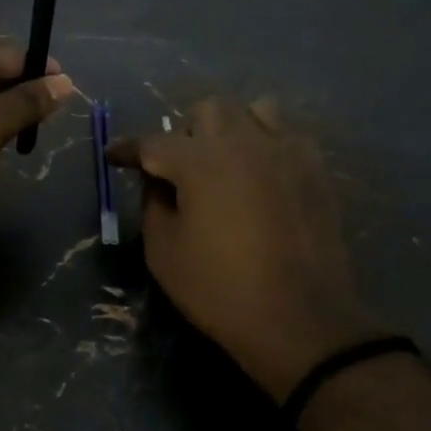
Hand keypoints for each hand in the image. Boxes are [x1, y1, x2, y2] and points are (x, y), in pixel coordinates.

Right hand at [107, 98, 389, 401]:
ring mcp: (286, 152)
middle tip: (179, 167)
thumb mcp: (164, 252)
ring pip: (254, 111)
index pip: (153, 142)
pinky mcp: (316, 171)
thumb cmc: (220, 289)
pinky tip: (262, 177)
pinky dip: (267, 145)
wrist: (300, 321)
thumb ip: (152, 204)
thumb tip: (157, 182)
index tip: (115, 157)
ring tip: (225, 162)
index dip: (128, 150)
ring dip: (232, 128)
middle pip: (208, 109)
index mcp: (200, 161)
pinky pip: (287, 136)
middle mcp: (243, 142)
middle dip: (186, 132)